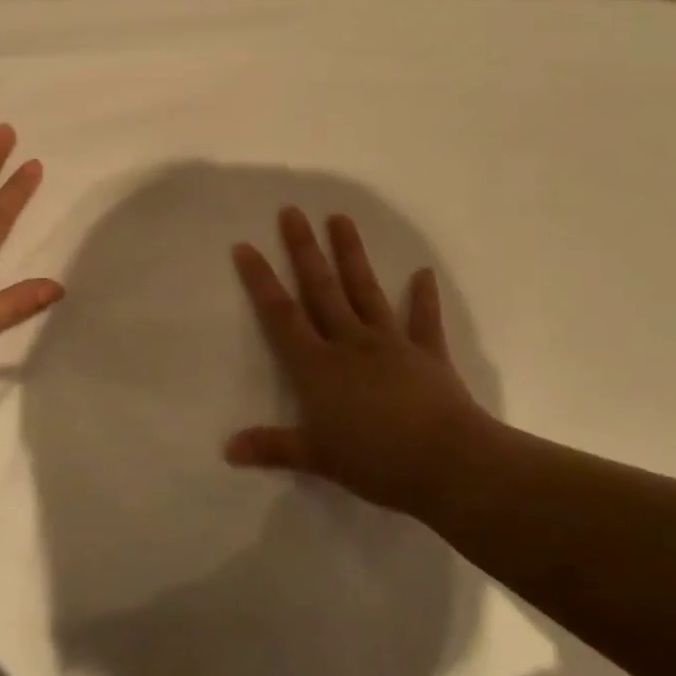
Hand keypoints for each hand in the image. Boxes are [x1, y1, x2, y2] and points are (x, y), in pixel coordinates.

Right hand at [227, 207, 491, 516]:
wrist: (448, 464)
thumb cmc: (375, 461)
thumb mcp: (318, 458)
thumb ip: (273, 448)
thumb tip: (227, 450)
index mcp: (318, 367)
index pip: (281, 315)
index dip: (261, 280)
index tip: (246, 246)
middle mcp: (349, 343)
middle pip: (321, 289)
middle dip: (304, 250)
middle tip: (292, 211)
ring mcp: (391, 344)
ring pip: (365, 291)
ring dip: (352, 254)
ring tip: (341, 218)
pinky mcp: (427, 355)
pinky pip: (424, 321)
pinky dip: (424, 297)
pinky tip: (423, 272)